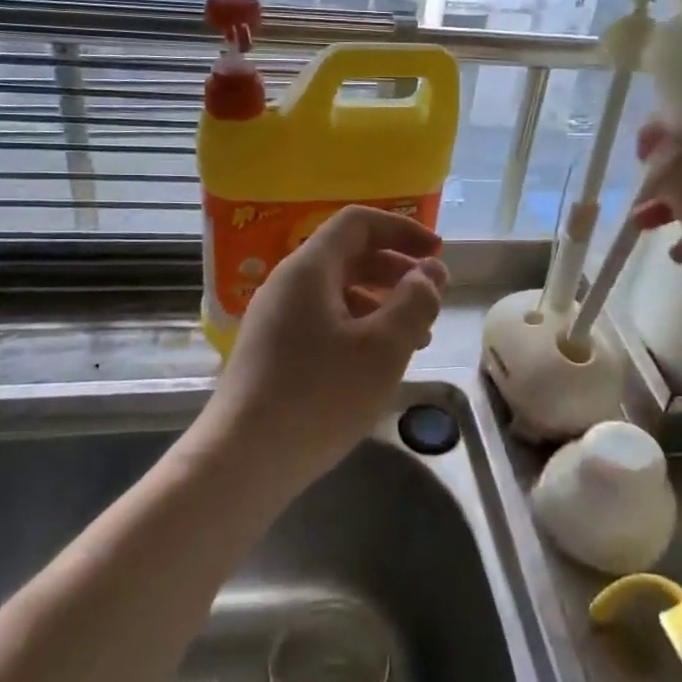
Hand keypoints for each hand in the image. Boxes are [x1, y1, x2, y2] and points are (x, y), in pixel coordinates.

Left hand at [207, 206, 448, 482]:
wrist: (244, 459)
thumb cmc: (320, 396)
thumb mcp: (383, 347)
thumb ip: (414, 301)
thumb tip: (428, 272)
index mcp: (309, 269)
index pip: (358, 222)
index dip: (402, 229)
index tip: (438, 252)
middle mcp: (288, 284)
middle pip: (349, 256)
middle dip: (397, 270)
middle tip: (433, 297)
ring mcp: (276, 319)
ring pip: (339, 293)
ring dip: (383, 304)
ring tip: (419, 337)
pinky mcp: (274, 351)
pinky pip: (325, 322)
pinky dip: (360, 329)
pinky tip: (381, 362)